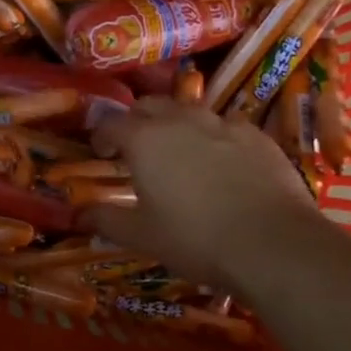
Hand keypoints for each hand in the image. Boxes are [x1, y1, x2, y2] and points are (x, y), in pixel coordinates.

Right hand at [87, 100, 322, 293]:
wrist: (273, 245)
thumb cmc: (194, 238)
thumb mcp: (141, 235)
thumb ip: (105, 219)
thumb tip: (77, 214)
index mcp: (145, 140)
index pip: (111, 123)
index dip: (101, 136)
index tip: (101, 153)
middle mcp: (181, 121)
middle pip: (150, 105)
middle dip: (136, 121)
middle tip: (135, 148)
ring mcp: (224, 125)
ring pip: (190, 112)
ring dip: (176, 125)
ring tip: (178, 154)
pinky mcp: (258, 137)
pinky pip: (226, 127)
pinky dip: (213, 138)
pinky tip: (220, 164)